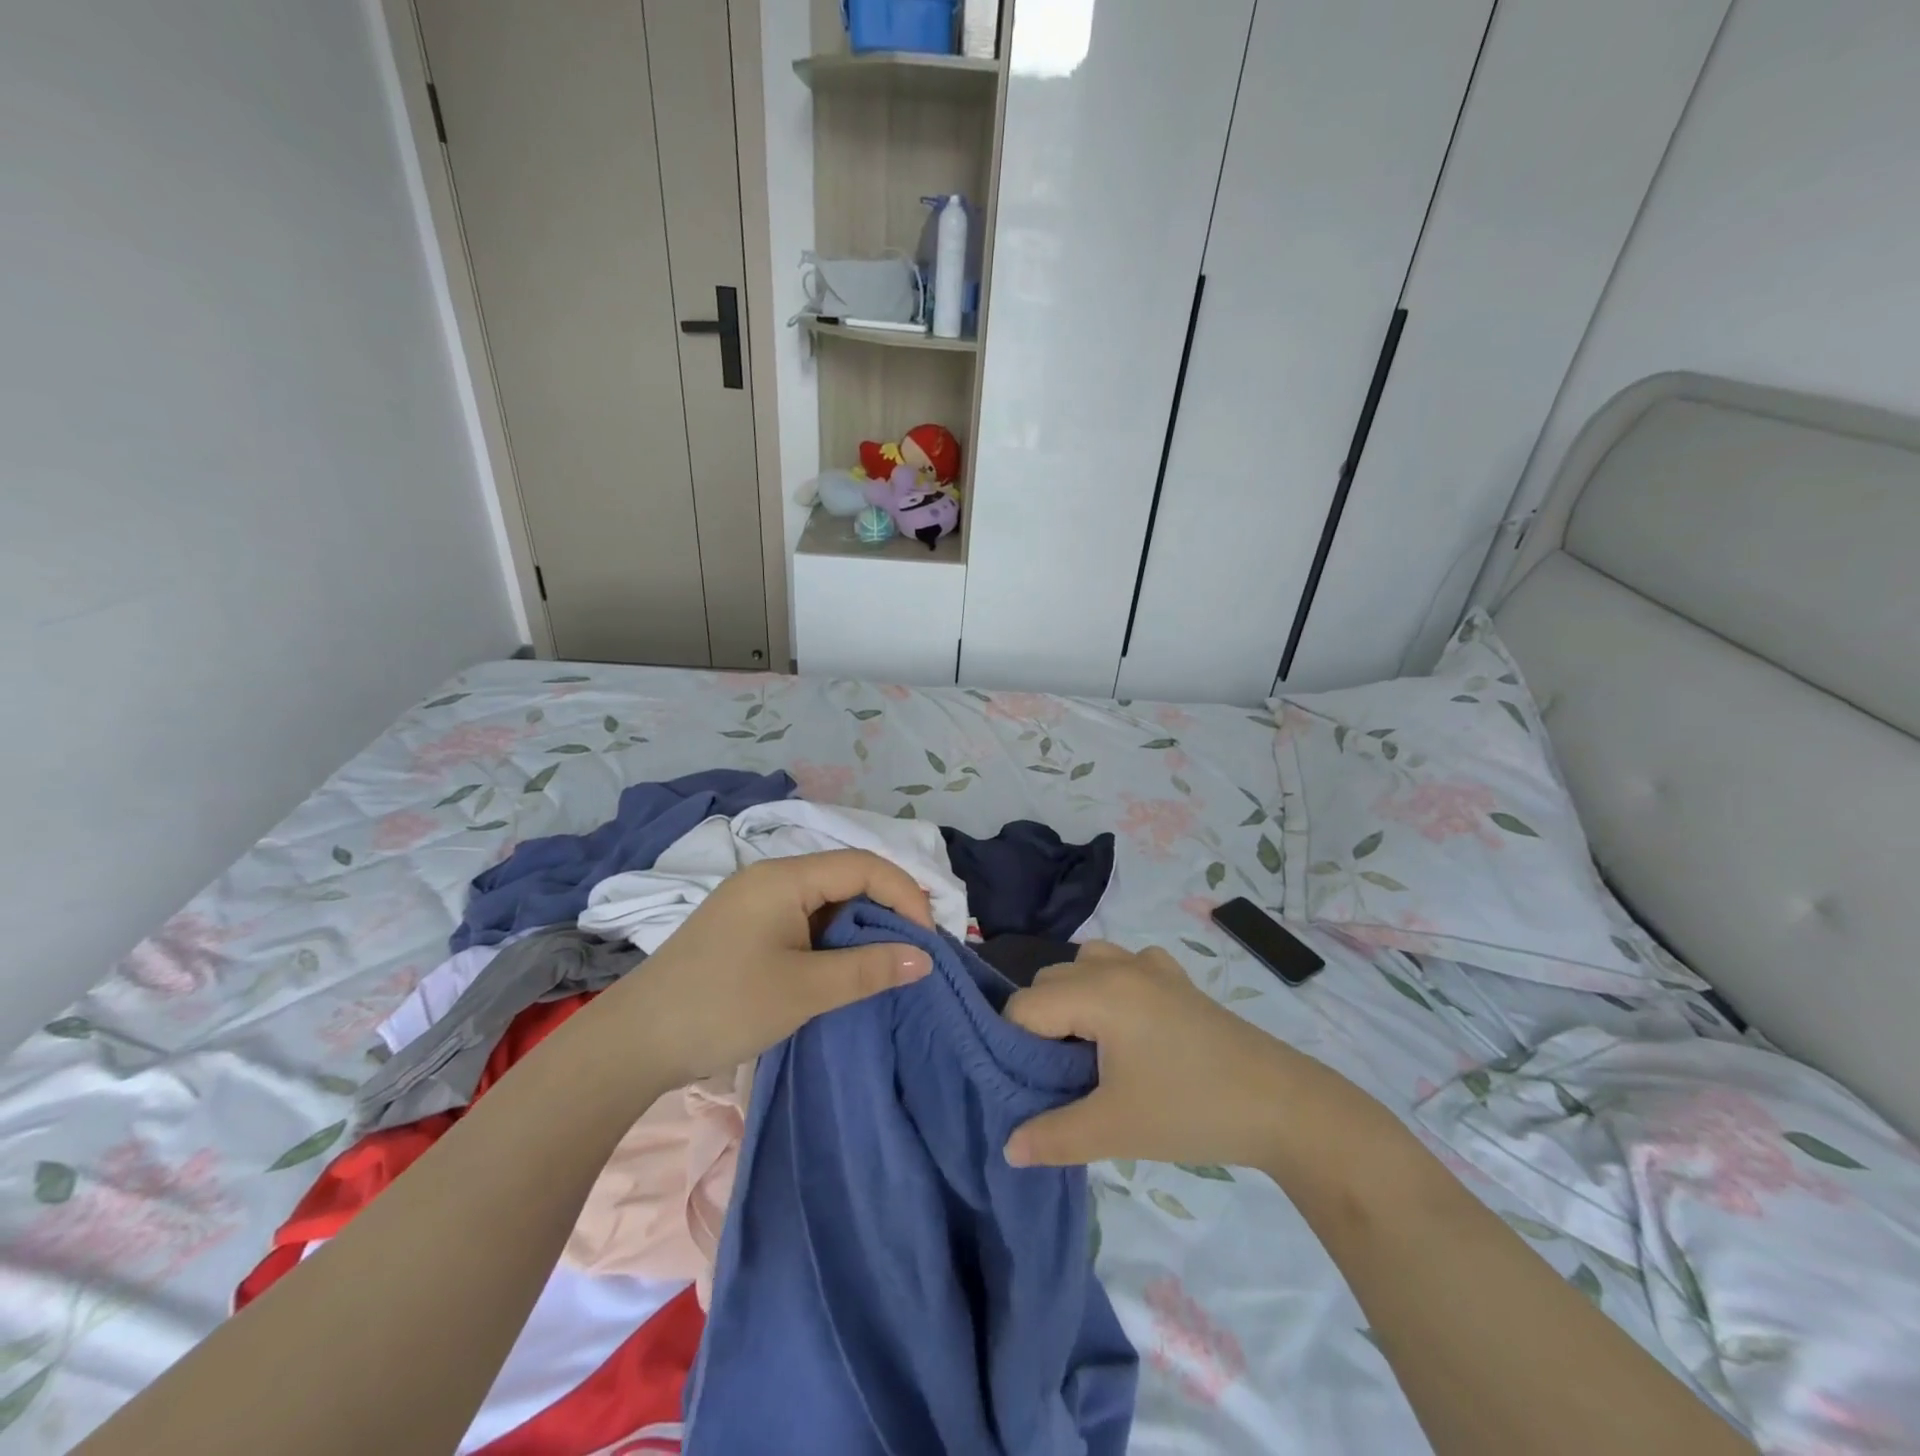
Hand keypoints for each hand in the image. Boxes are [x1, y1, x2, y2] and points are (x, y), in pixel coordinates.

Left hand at [604, 850, 933, 1086]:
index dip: (905, 895)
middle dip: (887, 909)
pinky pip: (803, 919)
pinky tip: (843, 967)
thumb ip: (869, 970)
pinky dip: (832, 939)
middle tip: (914, 951)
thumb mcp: (804, 990)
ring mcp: (754, 902)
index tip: (927, 941)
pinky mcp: (744, 927)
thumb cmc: (724, 1006)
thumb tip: (924, 959)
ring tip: (886, 962)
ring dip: (860, 927)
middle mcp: (770, 877)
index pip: (864, 866)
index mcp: (784, 877)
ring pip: (825, 900)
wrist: (633, 1042)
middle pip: (846, 877)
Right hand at [1003, 942, 1311, 1169]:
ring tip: (1088, 1047)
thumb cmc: (1190, 1110)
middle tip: (1056, 1075)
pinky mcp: (1177, 978)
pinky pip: (1126, 964)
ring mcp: (1152, 966)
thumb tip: (1008, 1149)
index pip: (1025, 1006)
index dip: (1015, 1045)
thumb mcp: (1115, 1129)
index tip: (1028, 1084)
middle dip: (1040, 1022)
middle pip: (1050, 980)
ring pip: (1086, 963)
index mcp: (1098, 993)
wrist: (1282, 1105)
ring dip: (1073, 997)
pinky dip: (1112, 984)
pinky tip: (1130, 1023)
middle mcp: (1118, 966)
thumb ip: (1053, 1136)